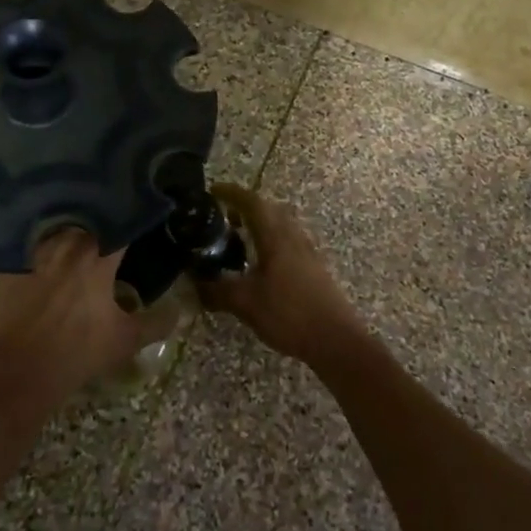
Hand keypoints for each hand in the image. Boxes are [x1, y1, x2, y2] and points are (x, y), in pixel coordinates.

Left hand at [0, 230, 144, 406]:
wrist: (18, 372)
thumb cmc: (77, 353)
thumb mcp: (125, 340)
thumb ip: (155, 322)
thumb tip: (178, 310)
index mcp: (98, 256)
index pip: (120, 226)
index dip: (129, 224)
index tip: (134, 228)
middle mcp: (66, 243)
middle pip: (86, 222)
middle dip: (97, 227)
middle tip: (103, 236)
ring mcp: (33, 250)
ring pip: (56, 229)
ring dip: (67, 234)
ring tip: (72, 243)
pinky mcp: (8, 263)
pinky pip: (25, 245)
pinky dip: (33, 247)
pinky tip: (38, 257)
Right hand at [201, 185, 364, 365]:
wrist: (336, 340)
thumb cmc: (289, 314)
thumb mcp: (245, 303)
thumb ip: (217, 290)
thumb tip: (194, 282)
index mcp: (276, 237)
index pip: (252, 203)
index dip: (231, 193)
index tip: (213, 190)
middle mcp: (293, 237)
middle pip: (269, 210)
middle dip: (245, 207)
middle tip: (223, 216)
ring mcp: (307, 252)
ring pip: (281, 226)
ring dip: (260, 225)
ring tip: (240, 239)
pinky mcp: (314, 268)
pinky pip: (288, 242)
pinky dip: (271, 242)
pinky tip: (262, 264)